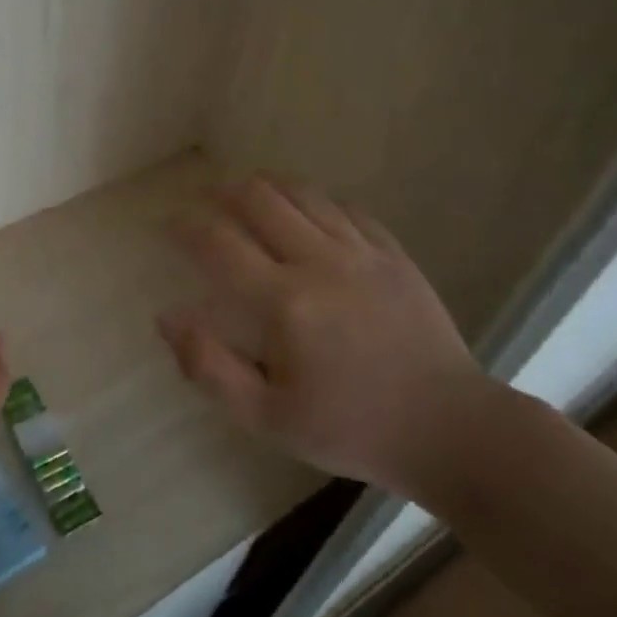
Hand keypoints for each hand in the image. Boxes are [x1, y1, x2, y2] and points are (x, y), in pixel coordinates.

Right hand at [156, 175, 496, 497]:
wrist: (448, 430)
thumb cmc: (351, 429)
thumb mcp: (268, 419)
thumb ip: (210, 367)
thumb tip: (167, 317)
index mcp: (285, 302)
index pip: (219, 243)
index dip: (185, 226)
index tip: (168, 224)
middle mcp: (320, 262)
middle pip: (260, 198)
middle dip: (223, 192)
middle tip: (206, 202)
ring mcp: (362, 252)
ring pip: (303, 193)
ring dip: (267, 186)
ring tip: (248, 194)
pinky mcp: (393, 253)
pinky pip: (346, 207)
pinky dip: (315, 200)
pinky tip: (306, 210)